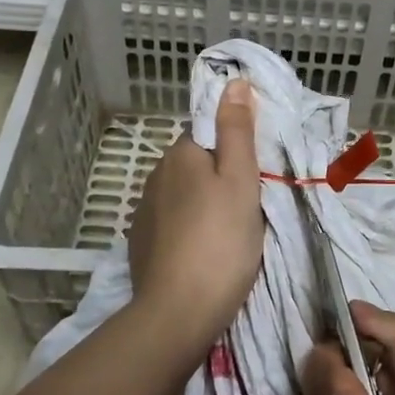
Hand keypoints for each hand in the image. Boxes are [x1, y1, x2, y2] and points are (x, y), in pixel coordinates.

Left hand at [126, 79, 263, 352]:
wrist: (177, 313)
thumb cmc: (220, 240)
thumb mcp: (240, 179)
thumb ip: (237, 129)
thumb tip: (234, 81)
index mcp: (180, 154)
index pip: (208, 133)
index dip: (233, 149)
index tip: (254, 175)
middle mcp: (156, 175)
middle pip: (196, 163)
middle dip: (219, 177)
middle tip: (248, 208)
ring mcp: (144, 212)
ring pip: (183, 194)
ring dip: (203, 204)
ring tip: (229, 234)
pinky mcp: (140, 244)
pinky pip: (171, 223)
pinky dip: (188, 230)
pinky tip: (203, 252)